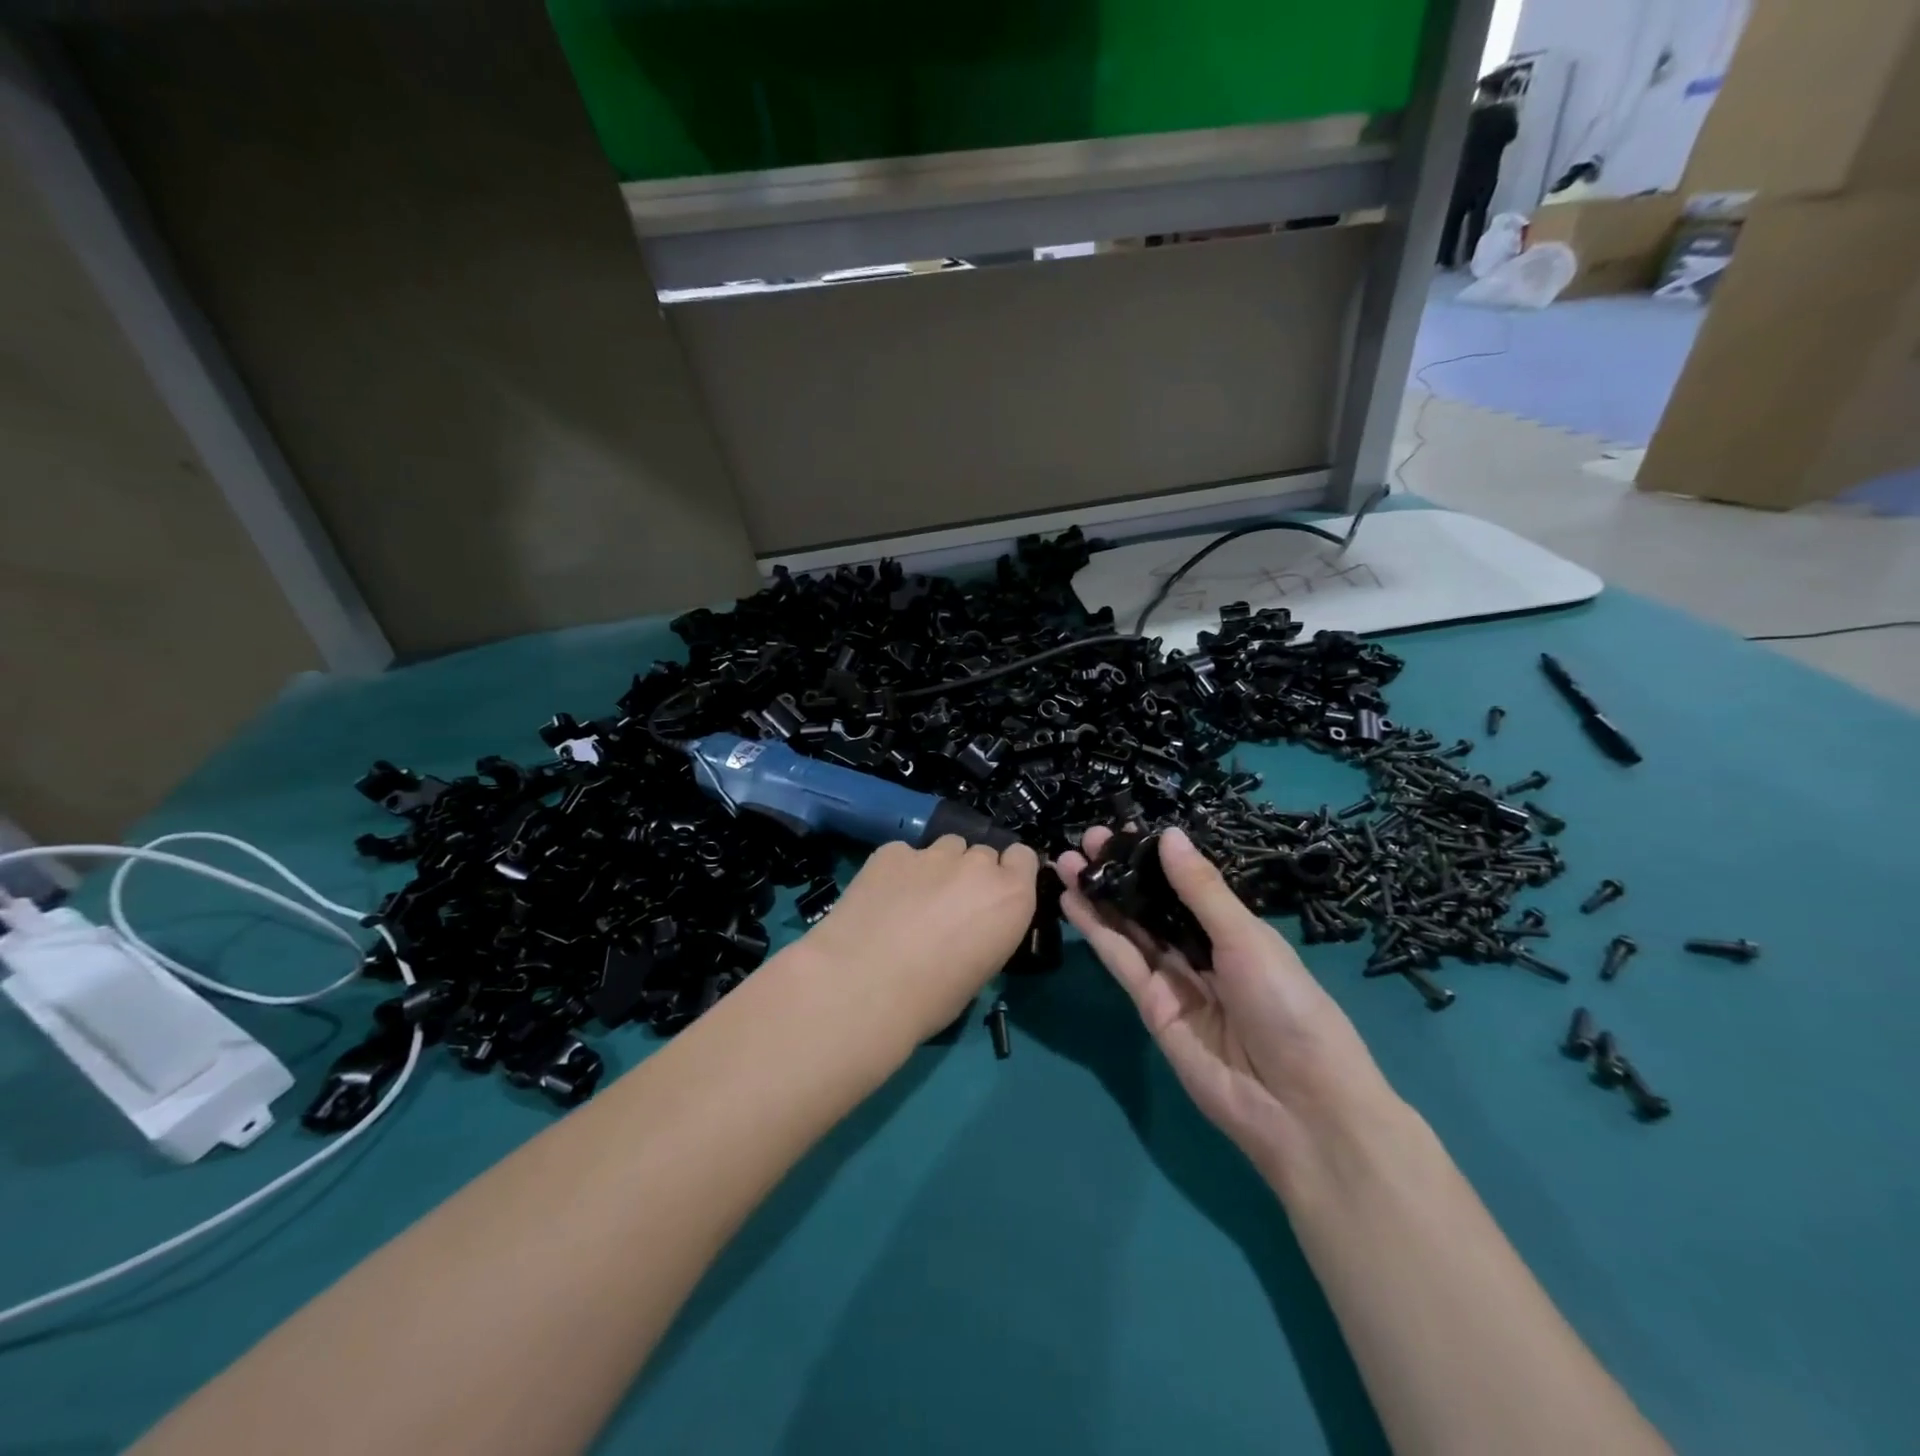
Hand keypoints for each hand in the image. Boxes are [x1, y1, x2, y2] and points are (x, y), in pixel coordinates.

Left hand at [799, 836, 1040, 1047]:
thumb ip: (986, 931)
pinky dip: (898, 871)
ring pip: (945, 847)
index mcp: (1011, 898)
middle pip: (982, 853)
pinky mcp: (892, 851)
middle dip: (970, 874)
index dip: (1008, 873)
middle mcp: (977, 866)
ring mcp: (933, 854)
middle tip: (948, 907)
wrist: (863, 986)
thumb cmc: (931, 998)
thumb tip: (968, 927)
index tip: (993, 896)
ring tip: (912, 900)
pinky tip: (881, 899)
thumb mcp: (980, 970)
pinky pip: (904, 854)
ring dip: (937, 868)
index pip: (1023, 857)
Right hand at [1057, 826, 1393, 1184]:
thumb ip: (1201, 890)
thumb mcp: (1248, 938)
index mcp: (1234, 931)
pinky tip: (1073, 902)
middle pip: (1151, 906)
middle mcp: (1201, 952)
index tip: (1119, 831)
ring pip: (1129, 930)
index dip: (1151, 859)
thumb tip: (1168, 835)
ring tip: (1065, 862)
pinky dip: (1096, 932)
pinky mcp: (1151, 1009)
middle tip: (1085, 841)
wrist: (1299, 1106)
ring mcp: (1174, 982)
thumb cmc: (1288, 1007)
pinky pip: (1122, 962)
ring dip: (1098, 897)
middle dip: (1118, 874)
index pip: (1183, 886)